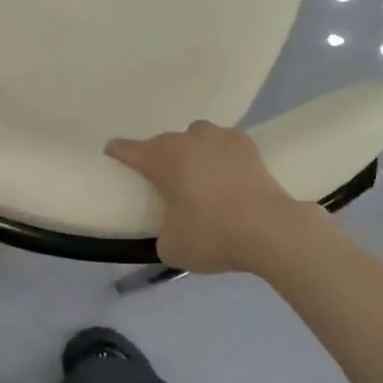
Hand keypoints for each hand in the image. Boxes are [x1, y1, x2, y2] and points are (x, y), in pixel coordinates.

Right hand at [106, 121, 313, 273]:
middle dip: (160, 156)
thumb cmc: (212, 234)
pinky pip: (226, 144)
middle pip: (164, 142)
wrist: (270, 229)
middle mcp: (188, 140)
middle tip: (163, 179)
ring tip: (199, 172)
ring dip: (192, 149)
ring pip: (197, 135)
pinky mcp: (249, 146)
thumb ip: (164, 234)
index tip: (112, 152)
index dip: (118, 152)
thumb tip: (172, 230)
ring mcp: (221, 138)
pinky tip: (227, 173)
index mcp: (162, 159)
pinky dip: (222, 155)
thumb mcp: (173, 247)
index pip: (130, 149)